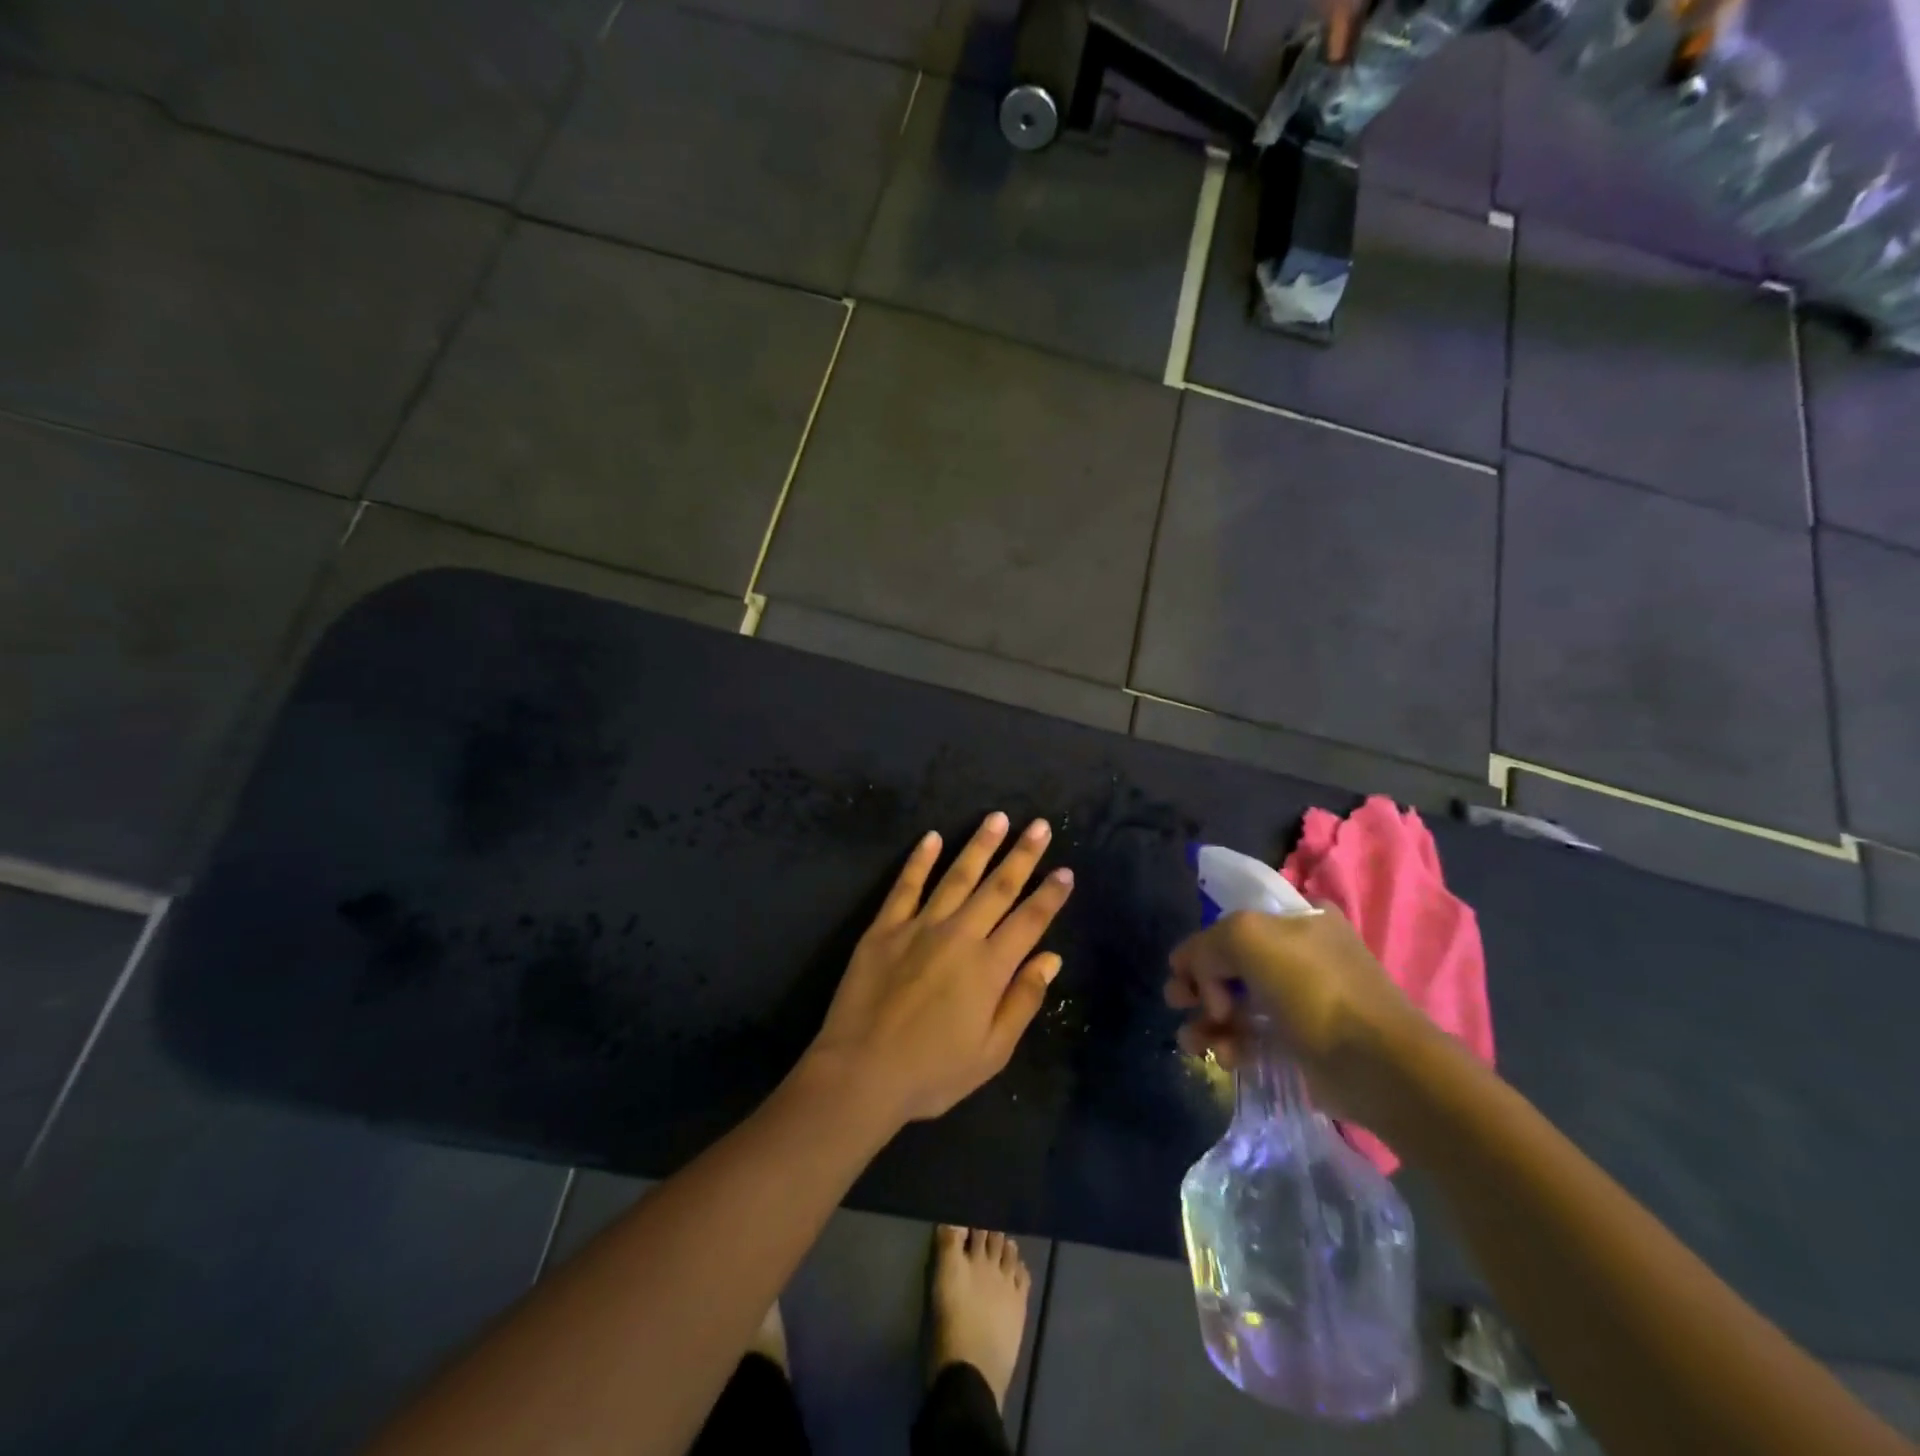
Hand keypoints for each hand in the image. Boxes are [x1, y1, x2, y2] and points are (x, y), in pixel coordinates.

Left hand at [806, 813, 1074, 1125]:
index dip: (1049, 895)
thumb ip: (1023, 1000)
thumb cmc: (932, 1072)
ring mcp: (918, 927)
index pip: (1029, 920)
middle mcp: (959, 936)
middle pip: (997, 887)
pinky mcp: (884, 928)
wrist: (860, 1073)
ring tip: (996, 818)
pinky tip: (931, 837)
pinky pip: (905, 886)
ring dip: (979, 845)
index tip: (1065, 871)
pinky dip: (919, 860)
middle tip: (1039, 825)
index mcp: (989, 967)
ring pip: (956, 876)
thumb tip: (1051, 958)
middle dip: (1022, 855)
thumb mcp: (991, 1052)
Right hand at [1165, 905, 1427, 1126]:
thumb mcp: (1247, 937)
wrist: (1377, 1065)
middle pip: (1230, 963)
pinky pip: (1254, 1037)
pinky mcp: (1302, 1043)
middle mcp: (1301, 953)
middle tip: (1176, 1001)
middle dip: (1198, 983)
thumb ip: (1208, 944)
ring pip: (1238, 1002)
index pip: (1233, 922)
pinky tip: (1223, 1056)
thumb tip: (1195, 973)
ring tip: (1192, 1041)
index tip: (1179, 972)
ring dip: (1208, 1020)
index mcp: (1297, 918)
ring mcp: (1303, 1000)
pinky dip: (1232, 1044)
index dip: (1201, 945)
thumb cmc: (1313, 988)